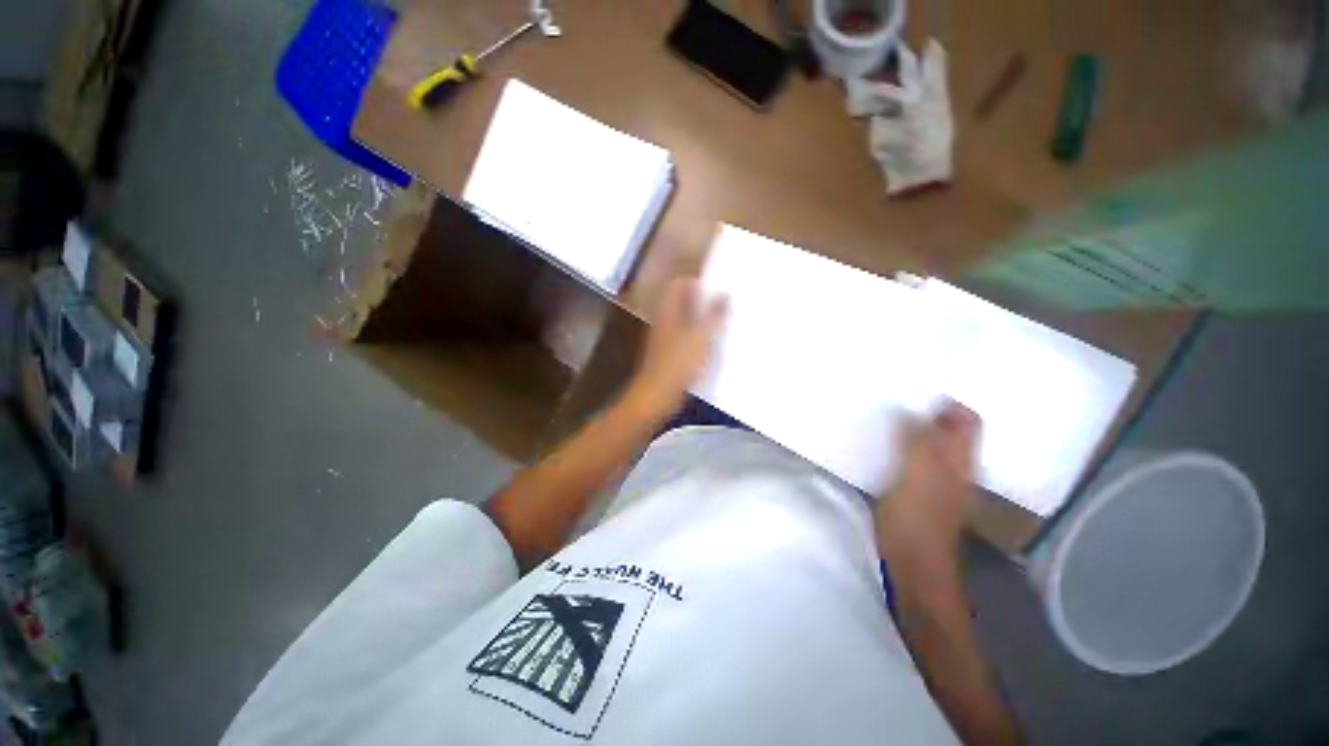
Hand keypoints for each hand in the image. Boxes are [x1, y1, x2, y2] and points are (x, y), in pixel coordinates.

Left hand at [625, 277, 727, 418]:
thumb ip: (713, 314)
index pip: (678, 284)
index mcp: (669, 311)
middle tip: (726, 302)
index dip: (696, 281)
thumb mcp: (701, 336)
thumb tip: (724, 293)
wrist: (657, 395)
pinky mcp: (670, 355)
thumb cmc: (678, 363)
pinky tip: (715, 344)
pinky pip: (686, 338)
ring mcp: (665, 338)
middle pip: (682, 302)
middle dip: (703, 300)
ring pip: (686, 320)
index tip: (717, 286)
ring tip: (725, 321)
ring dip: (703, 319)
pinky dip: (699, 337)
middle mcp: (665, 321)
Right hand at [874, 402, 980, 568]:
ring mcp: (933, 477)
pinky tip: (878, 441)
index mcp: (959, 458)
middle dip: (927, 410)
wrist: (912, 561)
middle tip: (895, 393)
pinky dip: (898, 443)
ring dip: (910, 426)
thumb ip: (917, 441)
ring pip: (927, 441)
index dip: (949, 402)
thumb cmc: (917, 518)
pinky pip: (910, 455)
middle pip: (948, 428)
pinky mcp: (914, 487)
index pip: (966, 420)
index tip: (918, 387)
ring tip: (882, 411)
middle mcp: (952, 464)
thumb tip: (909, 409)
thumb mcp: (918, 475)